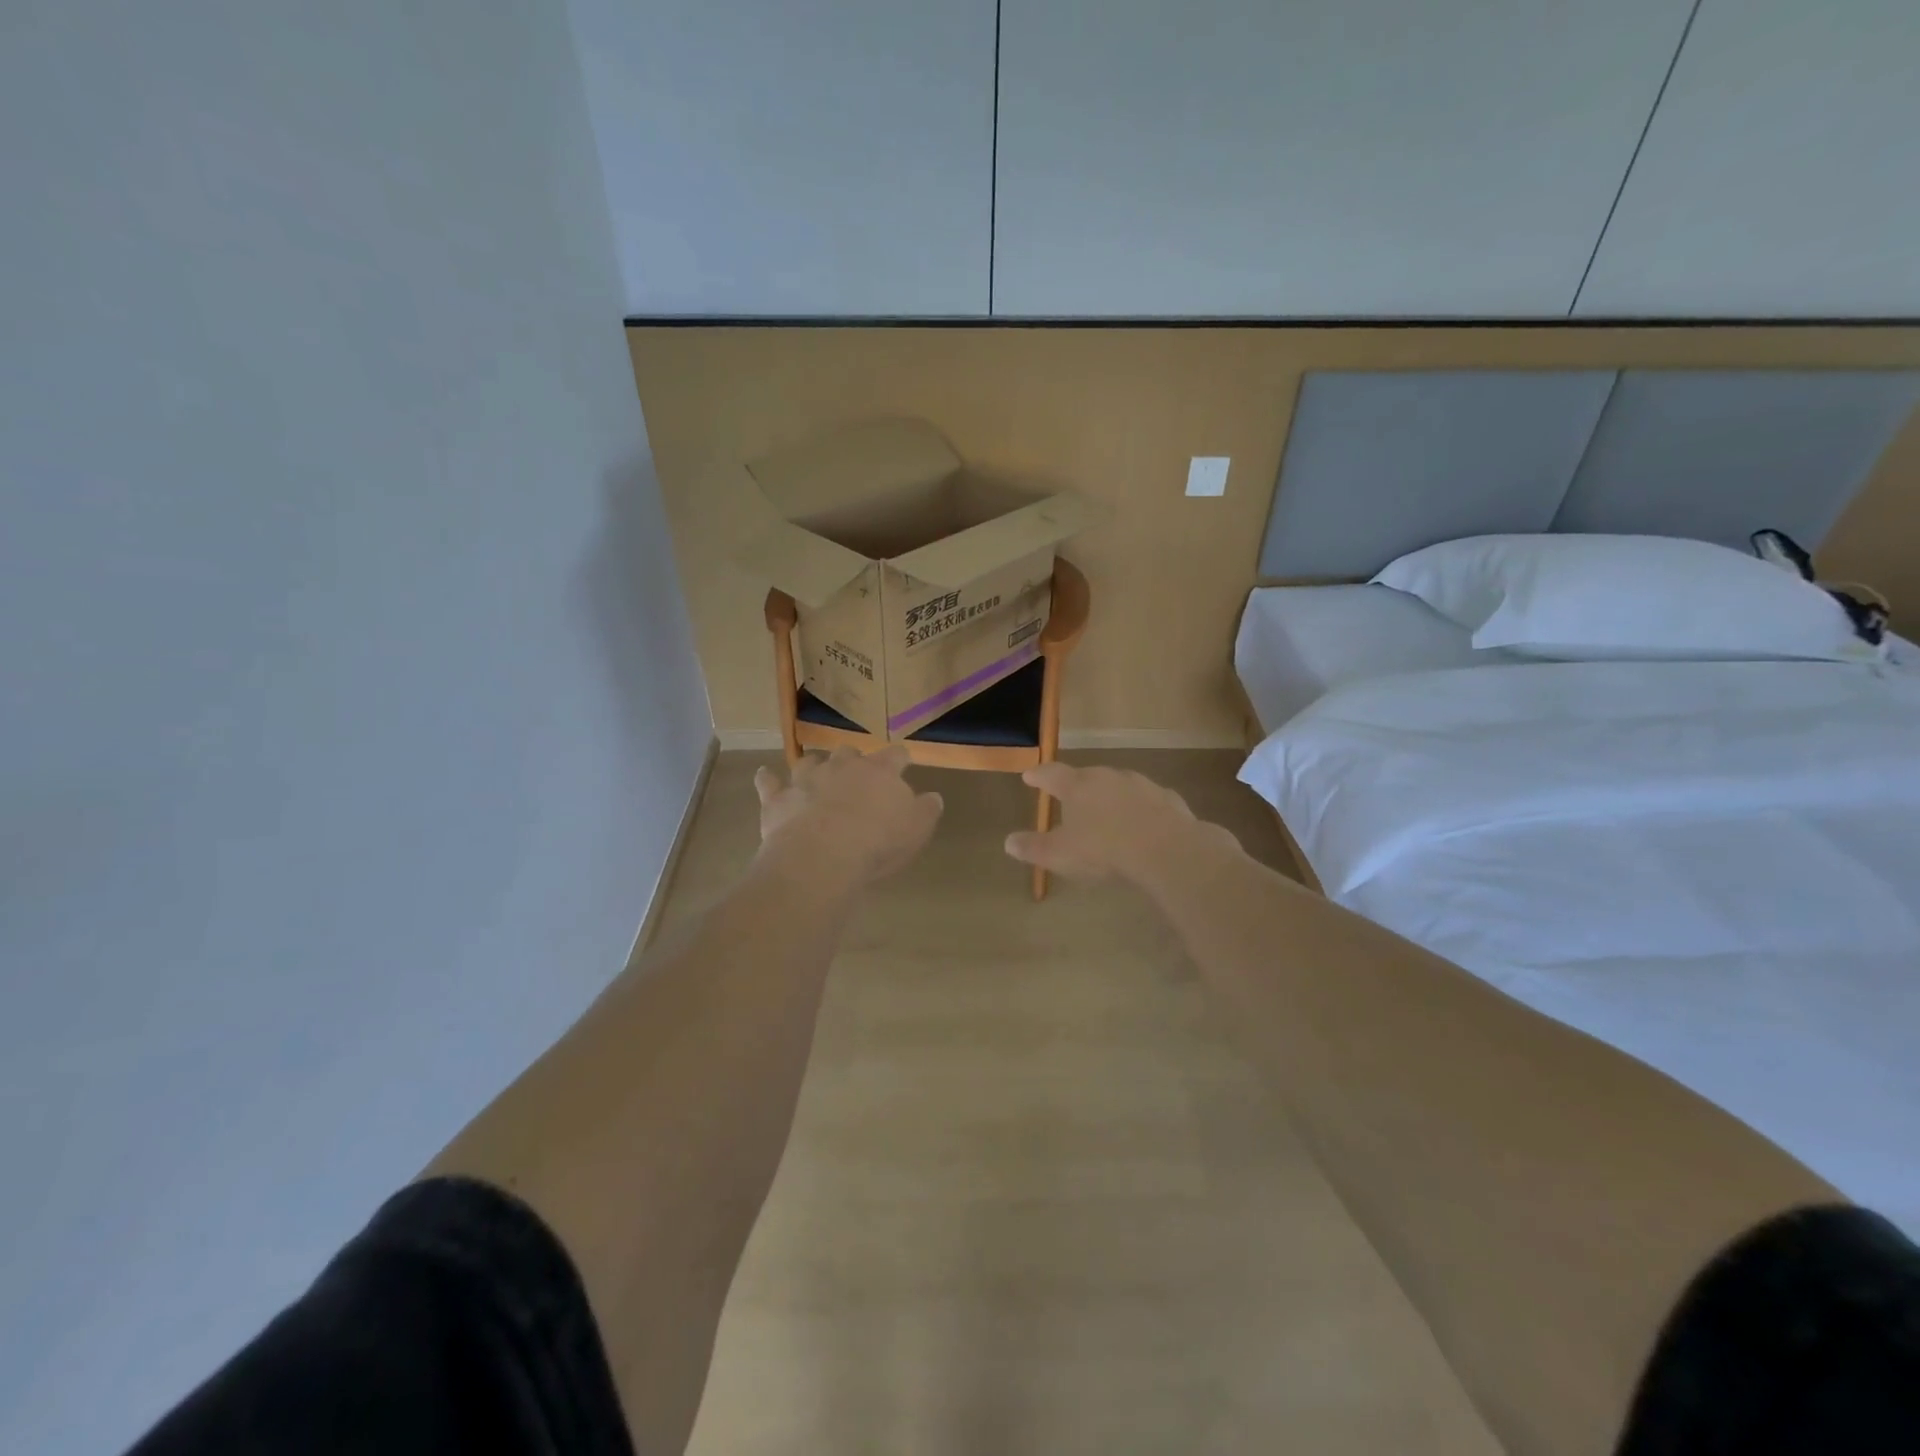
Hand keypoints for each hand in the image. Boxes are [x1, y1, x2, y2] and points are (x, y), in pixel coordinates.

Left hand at [754, 745, 942, 887]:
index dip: (899, 758)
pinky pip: (769, 781)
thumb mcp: (916, 829)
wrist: (822, 855)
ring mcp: (806, 779)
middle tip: (856, 775)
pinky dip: (768, 779)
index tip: (902, 762)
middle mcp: (842, 767)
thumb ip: (926, 810)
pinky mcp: (778, 798)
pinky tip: (766, 777)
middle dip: (853, 760)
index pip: (895, 755)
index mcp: (880, 772)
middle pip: (849, 752)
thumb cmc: (877, 842)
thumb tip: (933, 797)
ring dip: (814, 766)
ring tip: (815, 774)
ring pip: (809, 761)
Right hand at [1004, 762, 1236, 884]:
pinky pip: (1148, 801)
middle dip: (1077, 786)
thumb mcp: (1060, 855)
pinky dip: (1141, 809)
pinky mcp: (1167, 798)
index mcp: (1077, 786)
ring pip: (1119, 785)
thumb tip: (1008, 842)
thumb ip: (1033, 847)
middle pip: (1087, 776)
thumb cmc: (1104, 849)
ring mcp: (1140, 784)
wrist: (1165, 849)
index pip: (1051, 774)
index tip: (1029, 776)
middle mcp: (1107, 777)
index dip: (1038, 776)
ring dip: (1111, 796)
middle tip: (1071, 798)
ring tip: (1108, 812)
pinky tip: (1143, 824)